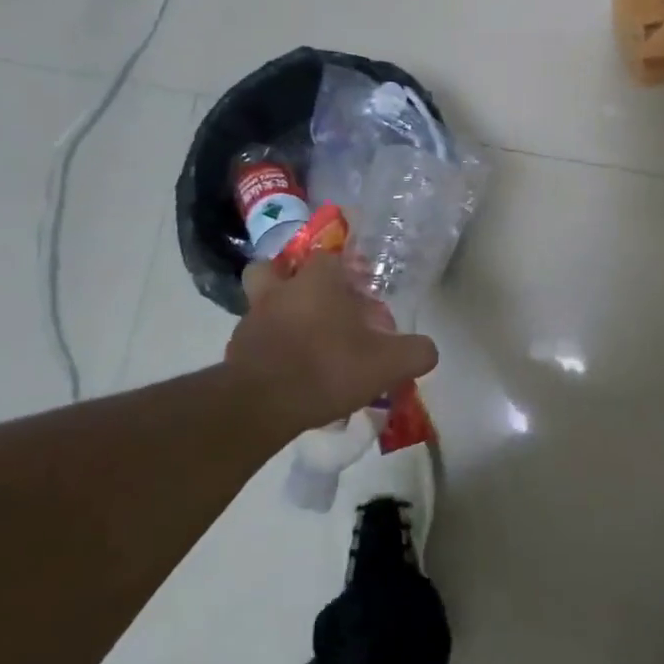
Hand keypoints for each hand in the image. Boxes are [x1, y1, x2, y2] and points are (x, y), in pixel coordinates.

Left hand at [226, 251, 437, 433]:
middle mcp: (280, 289)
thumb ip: (415, 353)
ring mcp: (252, 317)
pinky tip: (285, 370)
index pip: (331, 258)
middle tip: (318, 307)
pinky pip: (253, 337)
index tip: (361, 298)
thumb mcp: (387, 364)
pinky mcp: (235, 348)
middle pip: (278, 268)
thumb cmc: (327, 369)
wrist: (262, 405)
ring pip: (260, 300)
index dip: (347, 274)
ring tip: (299, 338)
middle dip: (293, 280)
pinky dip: (266, 346)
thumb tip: (428, 350)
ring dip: (276, 312)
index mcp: (317, 281)